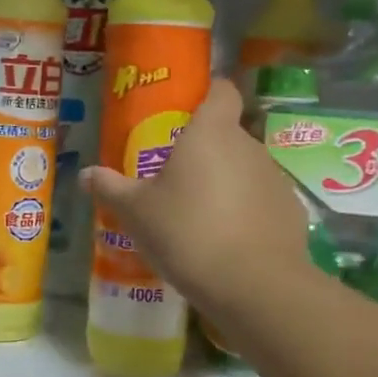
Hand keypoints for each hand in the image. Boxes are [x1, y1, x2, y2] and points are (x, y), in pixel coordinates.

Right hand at [83, 78, 312, 316]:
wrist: (254, 285)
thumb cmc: (187, 233)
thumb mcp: (137, 213)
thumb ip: (111, 188)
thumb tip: (86, 174)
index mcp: (211, 133)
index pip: (222, 90)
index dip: (209, 93)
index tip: (190, 110)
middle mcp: (249, 145)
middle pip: (228, 134)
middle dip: (206, 151)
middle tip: (177, 178)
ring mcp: (275, 178)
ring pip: (245, 169)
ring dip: (226, 183)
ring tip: (200, 216)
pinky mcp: (291, 211)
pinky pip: (262, 201)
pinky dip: (246, 212)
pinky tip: (228, 241)